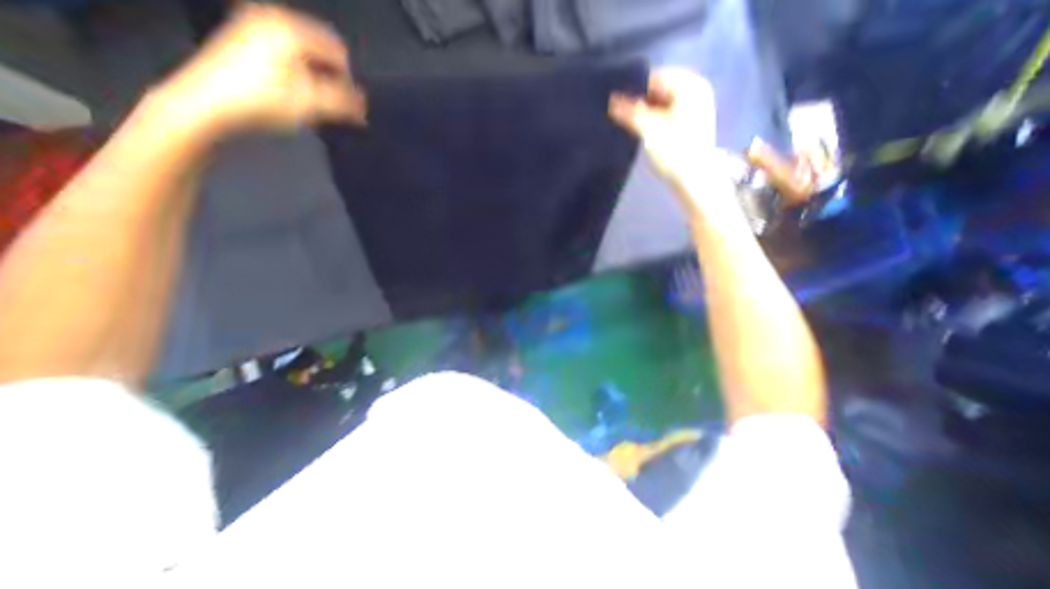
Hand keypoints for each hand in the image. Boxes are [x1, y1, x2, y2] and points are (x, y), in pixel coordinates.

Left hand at [153, 4, 366, 137]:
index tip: (345, 105)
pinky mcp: (245, 38)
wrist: (209, 103)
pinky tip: (295, 92)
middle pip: (321, 50)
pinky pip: (288, 53)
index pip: (339, 52)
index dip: (348, 81)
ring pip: (305, 53)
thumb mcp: (314, 104)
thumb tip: (364, 106)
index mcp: (291, 28)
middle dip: (332, 78)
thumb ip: (345, 103)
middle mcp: (273, 17)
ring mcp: (255, 24)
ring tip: (314, 101)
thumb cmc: (266, 100)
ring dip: (317, 78)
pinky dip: (299, 72)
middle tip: (330, 104)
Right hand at [607, 70, 732, 220]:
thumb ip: (630, 112)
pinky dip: (653, 120)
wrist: (694, 180)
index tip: (615, 103)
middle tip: (619, 115)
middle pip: (658, 90)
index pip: (654, 77)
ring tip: (627, 123)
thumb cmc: (674, 151)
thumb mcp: (649, 129)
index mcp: (690, 85)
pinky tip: (641, 131)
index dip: (633, 89)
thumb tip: (611, 100)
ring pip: (661, 104)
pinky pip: (666, 114)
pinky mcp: (689, 124)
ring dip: (644, 112)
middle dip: (638, 102)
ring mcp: (694, 108)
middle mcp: (695, 91)